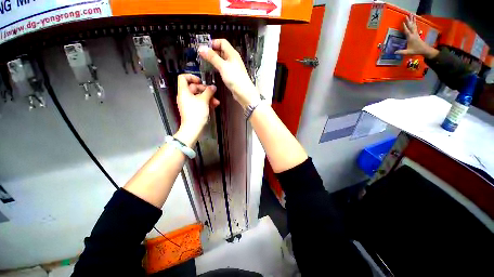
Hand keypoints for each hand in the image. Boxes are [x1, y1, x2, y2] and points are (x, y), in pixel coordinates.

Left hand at [175, 74, 219, 146]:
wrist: (193, 128)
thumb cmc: (196, 113)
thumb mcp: (204, 100)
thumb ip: (209, 92)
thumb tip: (213, 87)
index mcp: (184, 92)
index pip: (183, 78)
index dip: (192, 77)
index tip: (201, 81)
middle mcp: (185, 96)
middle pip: (193, 87)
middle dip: (205, 90)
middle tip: (212, 92)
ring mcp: (189, 103)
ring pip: (198, 96)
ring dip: (208, 97)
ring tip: (216, 101)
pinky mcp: (193, 109)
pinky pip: (199, 102)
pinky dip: (206, 102)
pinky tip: (214, 105)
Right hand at [198, 39, 258, 108]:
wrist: (243, 92)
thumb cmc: (234, 78)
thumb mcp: (222, 66)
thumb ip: (212, 57)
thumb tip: (201, 48)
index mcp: (232, 53)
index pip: (222, 42)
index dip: (213, 43)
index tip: (204, 48)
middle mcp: (233, 58)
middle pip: (222, 50)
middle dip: (212, 51)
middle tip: (202, 56)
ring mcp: (233, 67)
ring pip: (222, 60)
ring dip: (214, 60)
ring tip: (205, 63)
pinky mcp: (232, 75)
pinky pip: (223, 67)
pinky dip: (217, 67)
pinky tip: (213, 70)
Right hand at [395, 14, 438, 58]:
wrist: (424, 49)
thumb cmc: (416, 50)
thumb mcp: (408, 52)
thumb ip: (401, 52)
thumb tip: (394, 52)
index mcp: (410, 37)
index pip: (407, 31)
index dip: (405, 27)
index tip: (402, 22)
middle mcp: (413, 34)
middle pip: (411, 26)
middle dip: (409, 21)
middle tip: (407, 15)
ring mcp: (416, 33)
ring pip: (414, 25)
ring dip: (412, 20)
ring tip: (411, 15)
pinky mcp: (417, 33)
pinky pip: (415, 27)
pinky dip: (414, 23)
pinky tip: (414, 21)